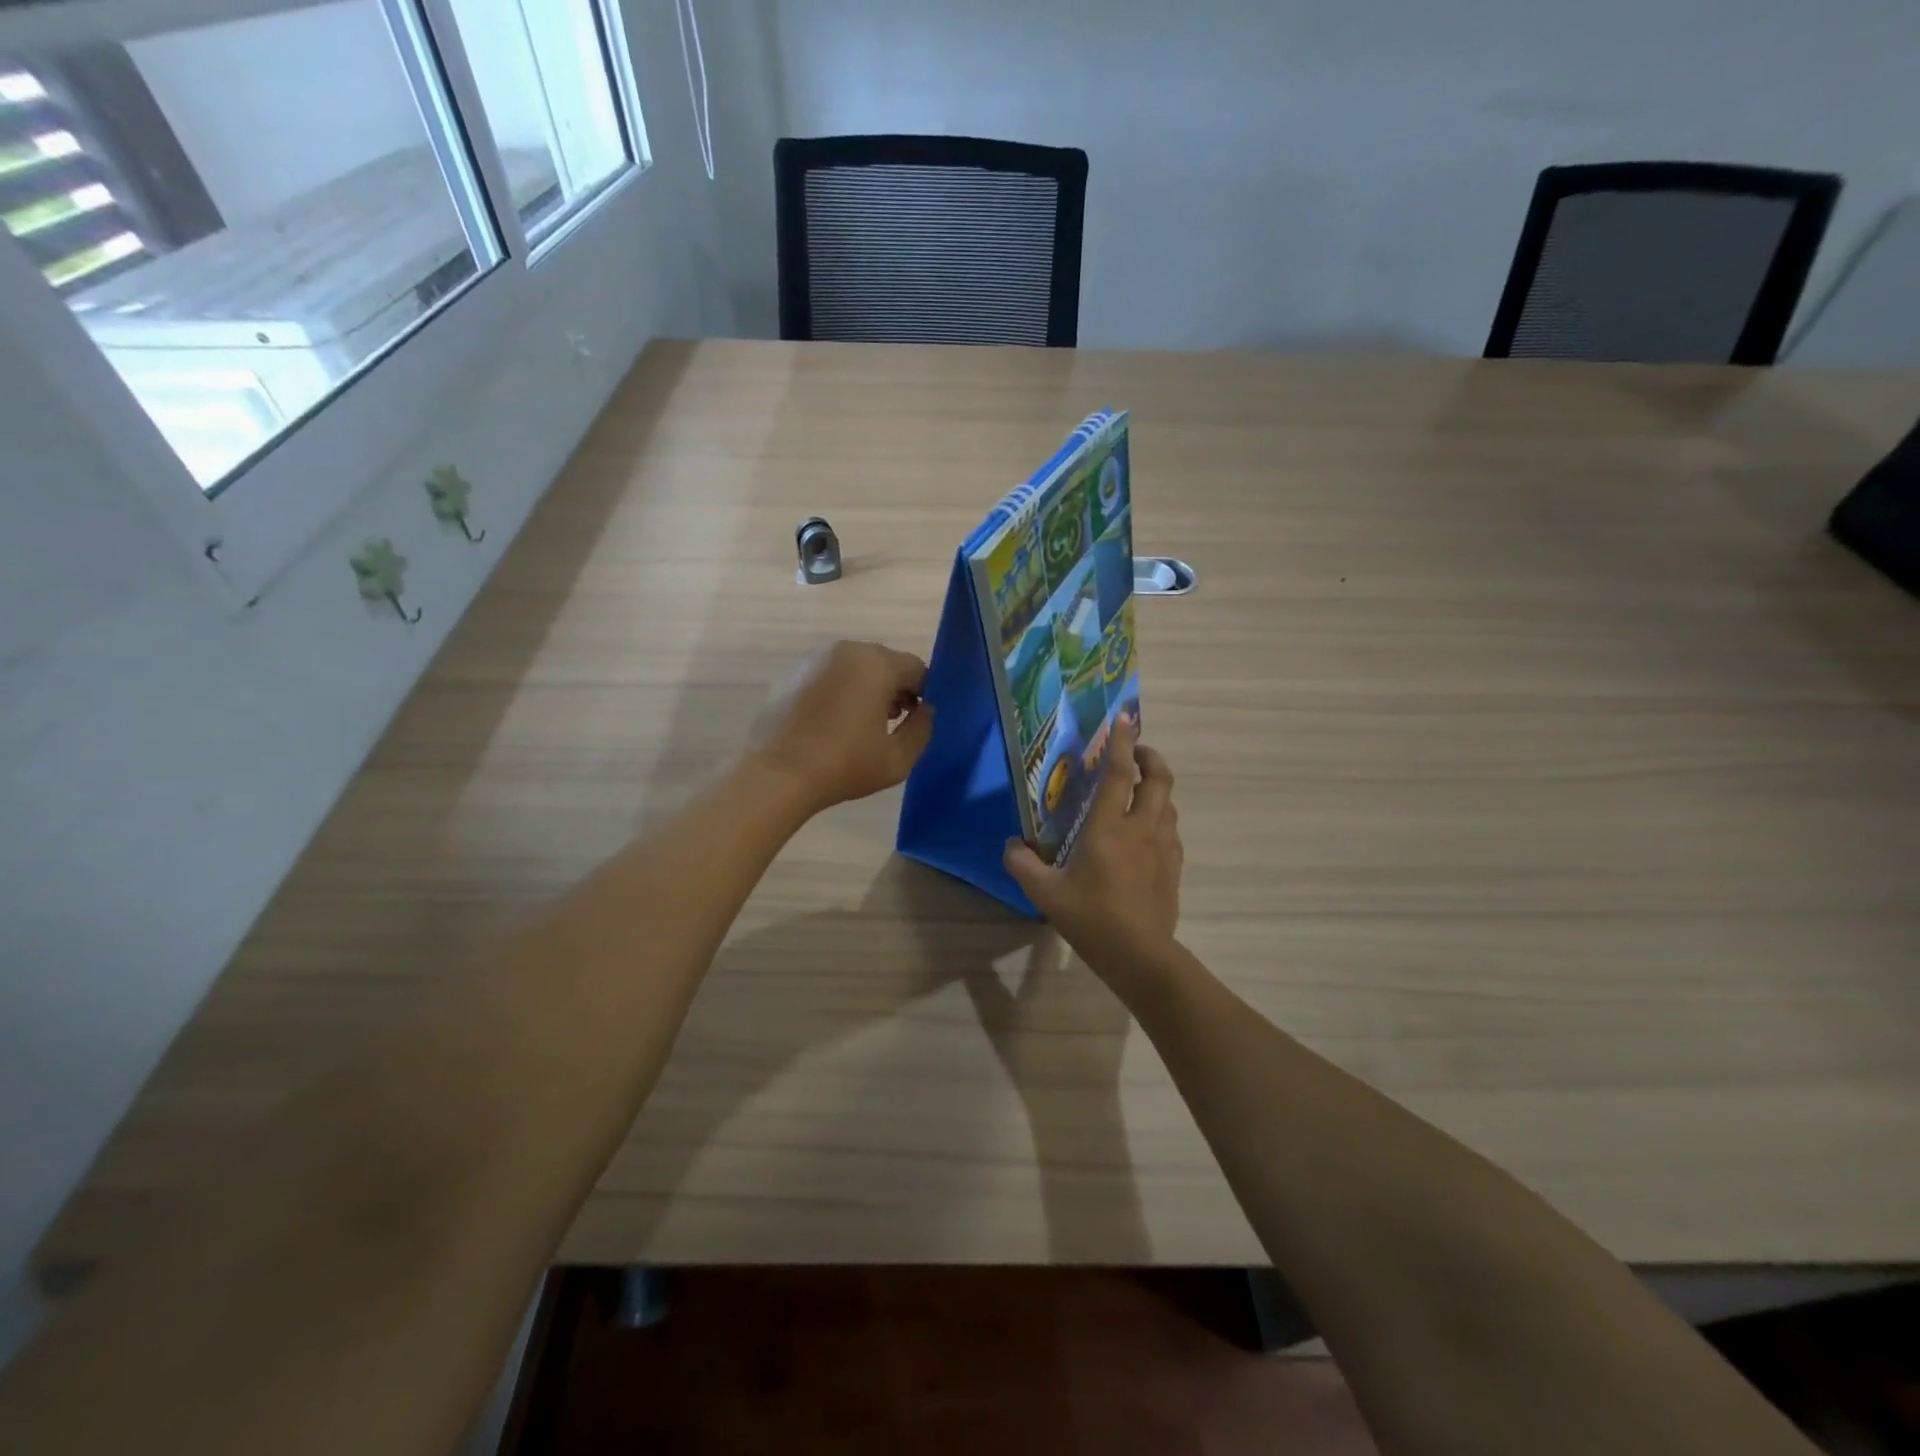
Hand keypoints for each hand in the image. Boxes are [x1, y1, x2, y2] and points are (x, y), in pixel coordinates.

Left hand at [750, 640, 933, 814]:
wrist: (776, 774)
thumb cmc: (844, 765)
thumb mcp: (898, 759)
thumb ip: (922, 729)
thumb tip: (926, 711)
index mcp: (877, 664)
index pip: (916, 668)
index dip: (924, 693)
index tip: (918, 719)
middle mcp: (847, 650)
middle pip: (885, 662)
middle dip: (895, 687)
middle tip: (893, 722)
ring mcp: (815, 659)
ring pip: (855, 666)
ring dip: (867, 687)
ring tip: (863, 724)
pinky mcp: (792, 673)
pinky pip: (829, 675)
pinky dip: (839, 690)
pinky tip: (833, 723)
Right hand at [1003, 718, 1182, 984]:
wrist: (1140, 956)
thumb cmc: (1091, 918)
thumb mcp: (1046, 893)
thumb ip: (1023, 864)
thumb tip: (1012, 846)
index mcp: (1109, 826)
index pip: (1119, 772)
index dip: (1122, 741)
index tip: (1126, 717)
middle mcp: (1141, 828)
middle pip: (1159, 779)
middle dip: (1150, 756)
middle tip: (1135, 751)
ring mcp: (1163, 847)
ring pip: (1168, 803)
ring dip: (1156, 787)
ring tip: (1138, 790)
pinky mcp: (1173, 867)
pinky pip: (1170, 829)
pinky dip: (1160, 817)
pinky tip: (1146, 832)